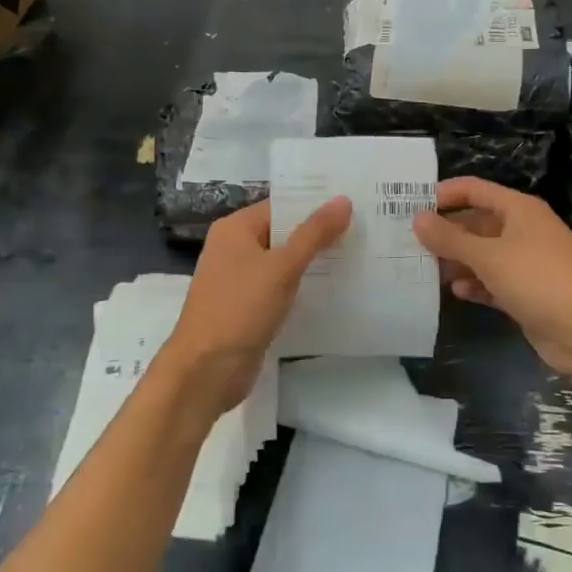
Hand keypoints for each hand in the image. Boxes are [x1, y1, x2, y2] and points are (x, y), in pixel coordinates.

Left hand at [164, 196, 352, 419]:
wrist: (206, 371)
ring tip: (359, 255)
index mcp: (235, 229)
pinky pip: (280, 288)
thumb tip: (344, 200)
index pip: (281, 206)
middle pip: (283, 233)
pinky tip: (336, 289)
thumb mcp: (282, 267)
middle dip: (319, 234)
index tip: (354, 203)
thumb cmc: (240, 309)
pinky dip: (303, 287)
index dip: (316, 204)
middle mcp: (234, 249)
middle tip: (365, 228)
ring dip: (314, 262)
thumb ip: (314, 234)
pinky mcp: (248, 308)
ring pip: (284, 263)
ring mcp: (240, 280)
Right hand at [413, 178, 571, 378]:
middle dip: (446, 233)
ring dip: (458, 261)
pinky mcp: (528, 293)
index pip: (474, 190)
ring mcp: (527, 263)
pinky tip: (457, 292)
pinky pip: (494, 281)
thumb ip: (450, 238)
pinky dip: (476, 284)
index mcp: (518, 210)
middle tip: (409, 244)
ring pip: (484, 255)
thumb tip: (418, 218)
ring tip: (424, 270)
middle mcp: (523, 230)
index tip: (410, 206)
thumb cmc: (538, 280)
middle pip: (477, 223)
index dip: (444, 194)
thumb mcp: (488, 256)